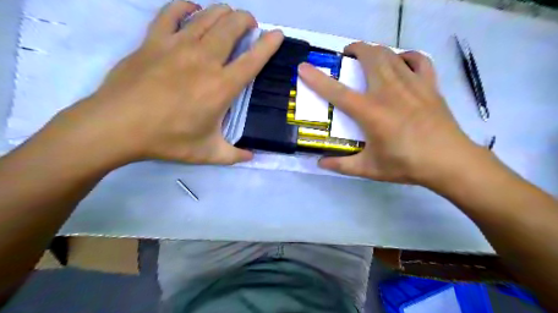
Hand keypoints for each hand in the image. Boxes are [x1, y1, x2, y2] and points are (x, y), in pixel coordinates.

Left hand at [55, 0, 283, 165]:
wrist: (118, 126)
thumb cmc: (168, 140)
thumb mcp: (208, 153)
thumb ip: (234, 155)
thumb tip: (252, 157)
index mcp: (222, 87)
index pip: (253, 59)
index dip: (269, 44)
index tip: (277, 34)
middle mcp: (205, 60)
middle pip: (232, 27)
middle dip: (246, 20)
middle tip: (250, 25)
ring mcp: (177, 45)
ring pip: (207, 16)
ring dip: (223, 12)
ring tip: (229, 17)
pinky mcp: (153, 40)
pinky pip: (171, 12)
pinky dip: (185, 6)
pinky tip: (192, 9)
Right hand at [298, 43, 485, 186]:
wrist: (449, 162)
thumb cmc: (406, 165)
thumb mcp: (369, 168)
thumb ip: (342, 165)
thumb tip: (320, 163)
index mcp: (371, 112)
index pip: (337, 91)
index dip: (316, 79)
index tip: (303, 68)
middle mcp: (389, 91)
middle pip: (369, 57)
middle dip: (354, 50)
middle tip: (346, 57)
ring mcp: (411, 84)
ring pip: (390, 54)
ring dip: (375, 50)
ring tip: (367, 57)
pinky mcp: (429, 85)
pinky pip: (418, 60)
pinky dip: (406, 56)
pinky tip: (401, 61)